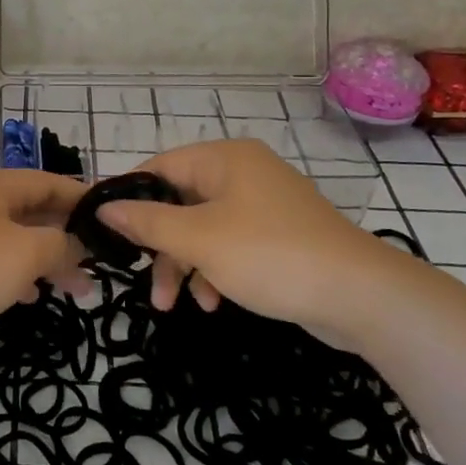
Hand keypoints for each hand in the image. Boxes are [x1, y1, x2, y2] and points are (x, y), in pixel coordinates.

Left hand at [0, 168, 86, 357]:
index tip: (114, 219)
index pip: (50, 181)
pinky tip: (29, 297)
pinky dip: (15, 274)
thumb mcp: (25, 253)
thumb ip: (60, 244)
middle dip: (67, 234)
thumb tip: (76, 245)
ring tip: (75, 288)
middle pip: (32, 208)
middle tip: (100, 262)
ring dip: (44, 258)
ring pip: (13, 237)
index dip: (84, 198)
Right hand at [98, 139, 417, 345]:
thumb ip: (148, 223)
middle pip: (180, 202)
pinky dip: (215, 270)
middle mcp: (243, 173)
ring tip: (175, 305)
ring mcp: (264, 205)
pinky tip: (214, 303)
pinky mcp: (279, 235)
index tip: (105, 231)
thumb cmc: (270, 255)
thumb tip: (104, 208)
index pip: (159, 167)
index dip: (130, 198)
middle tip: (145, 282)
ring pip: (203, 228)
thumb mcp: (199, 239)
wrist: (360, 296)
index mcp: (224, 159)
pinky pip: (231, 244)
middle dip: (161, 246)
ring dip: (185, 265)